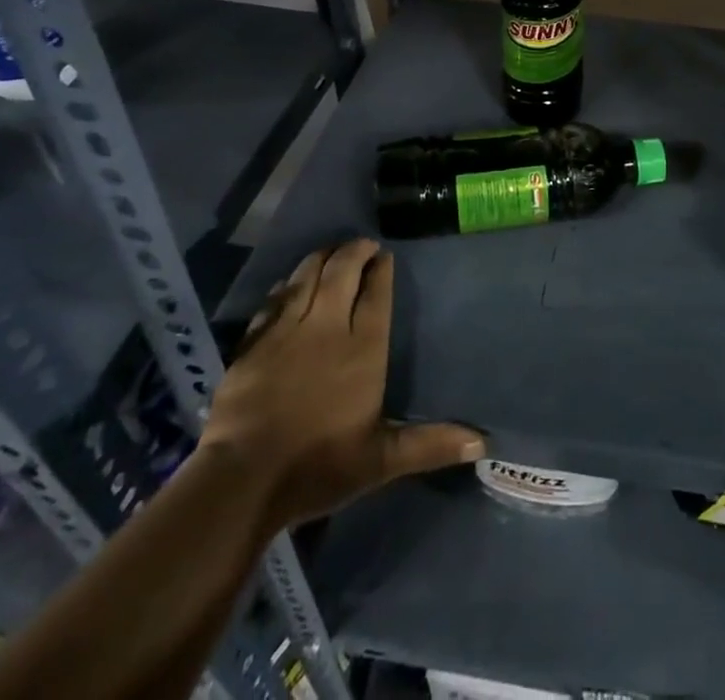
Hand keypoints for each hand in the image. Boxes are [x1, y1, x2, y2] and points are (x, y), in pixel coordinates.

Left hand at [199, 238, 484, 530]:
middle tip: (364, 245)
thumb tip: (482, 443)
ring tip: (331, 252)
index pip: (376, 294)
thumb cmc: (317, 466)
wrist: (242, 479)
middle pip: (341, 271)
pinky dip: (287, 285)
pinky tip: (289, 284)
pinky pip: (274, 299)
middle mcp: (327, 326)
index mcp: (362, 348)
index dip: (382, 270)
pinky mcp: (254, 341)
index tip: (386, 256)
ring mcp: (287, 330)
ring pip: (307, 276)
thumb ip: (429, 445)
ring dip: (322, 258)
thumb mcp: (380, 460)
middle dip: (354, 251)